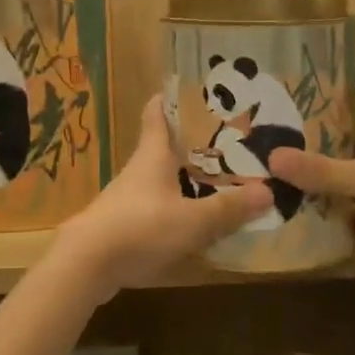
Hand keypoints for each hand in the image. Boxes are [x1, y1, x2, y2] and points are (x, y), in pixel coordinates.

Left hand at [55, 97, 271, 297]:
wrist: (86, 264)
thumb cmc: (140, 228)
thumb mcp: (192, 220)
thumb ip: (228, 208)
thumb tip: (268, 191)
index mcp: (152, 155)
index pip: (157, 114)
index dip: (170, 99)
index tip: (190, 90)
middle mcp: (139, 170)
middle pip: (164, 147)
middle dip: (191, 143)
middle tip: (226, 141)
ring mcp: (128, 197)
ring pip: (161, 179)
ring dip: (185, 178)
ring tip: (218, 181)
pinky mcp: (123, 224)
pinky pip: (156, 208)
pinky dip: (176, 208)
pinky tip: (194, 222)